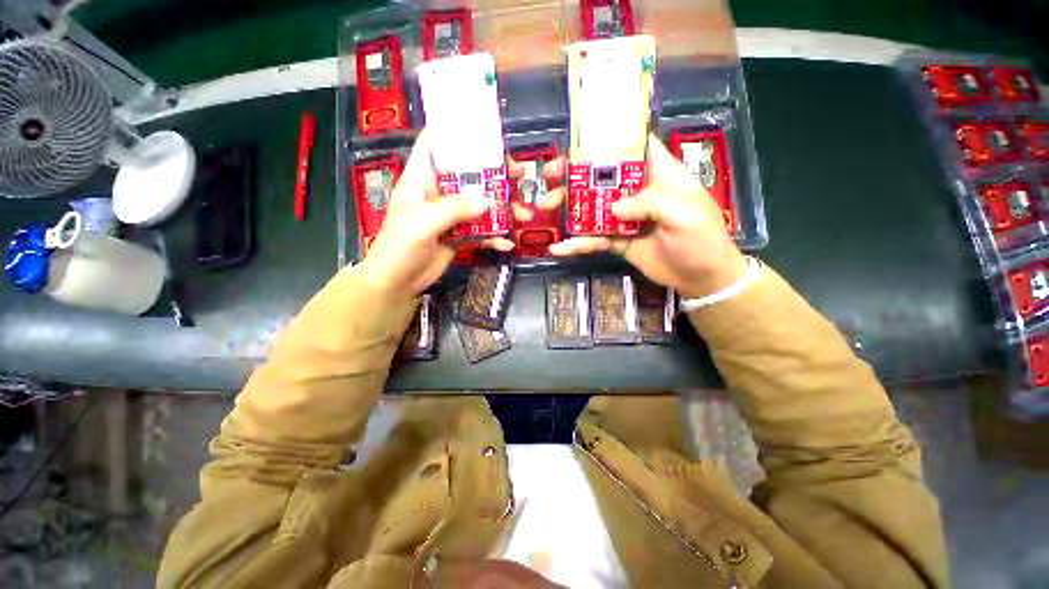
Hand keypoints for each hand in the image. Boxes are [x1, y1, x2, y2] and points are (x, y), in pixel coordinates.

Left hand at [361, 131, 513, 295]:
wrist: (398, 282)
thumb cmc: (400, 247)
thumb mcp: (422, 224)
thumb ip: (453, 210)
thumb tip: (487, 201)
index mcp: (423, 178)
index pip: (436, 144)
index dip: (457, 133)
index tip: (487, 133)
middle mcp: (439, 192)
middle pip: (470, 174)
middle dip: (495, 174)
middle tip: (520, 175)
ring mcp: (452, 214)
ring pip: (481, 203)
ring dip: (503, 209)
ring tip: (524, 215)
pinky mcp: (460, 234)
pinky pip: (482, 230)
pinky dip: (496, 236)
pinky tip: (507, 244)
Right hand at [542, 134, 746, 297]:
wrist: (701, 278)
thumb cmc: (701, 239)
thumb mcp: (685, 214)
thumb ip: (650, 203)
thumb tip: (613, 207)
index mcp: (658, 175)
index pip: (633, 147)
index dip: (608, 139)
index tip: (579, 139)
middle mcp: (637, 192)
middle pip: (602, 177)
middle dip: (575, 174)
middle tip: (551, 176)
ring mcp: (624, 218)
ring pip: (592, 207)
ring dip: (568, 206)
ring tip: (546, 207)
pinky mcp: (617, 240)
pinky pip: (593, 239)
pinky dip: (576, 243)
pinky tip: (559, 248)